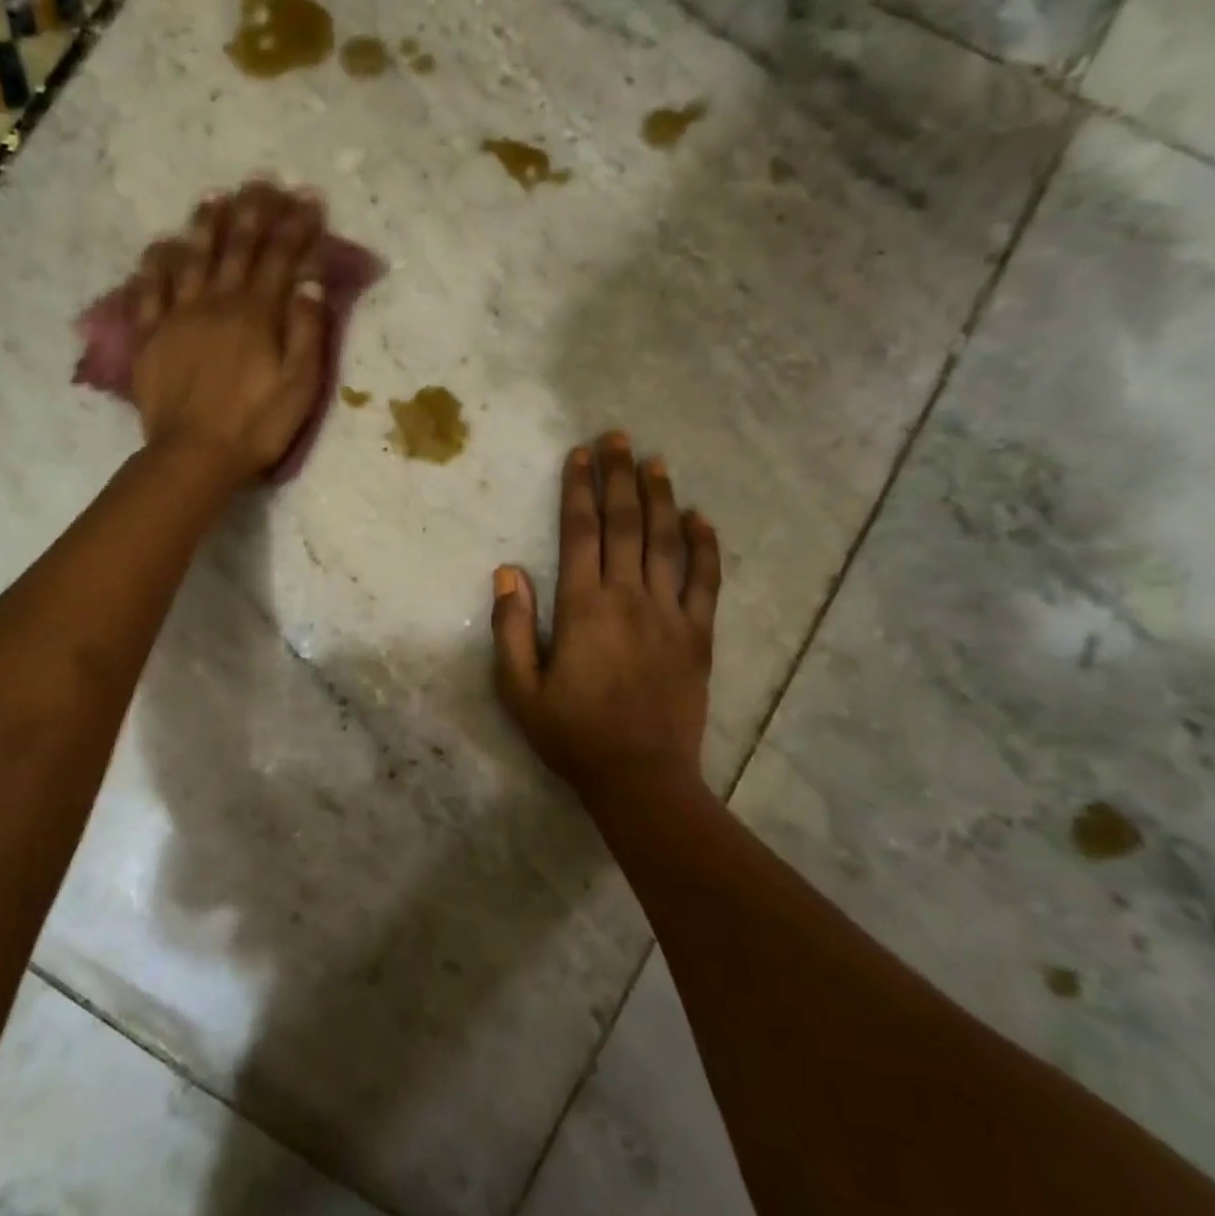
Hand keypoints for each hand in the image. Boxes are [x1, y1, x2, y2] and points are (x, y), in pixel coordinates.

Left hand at [129, 181, 327, 483]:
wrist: (194, 456)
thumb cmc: (256, 426)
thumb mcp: (300, 386)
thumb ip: (307, 330)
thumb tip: (310, 279)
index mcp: (257, 314)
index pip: (281, 258)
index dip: (296, 226)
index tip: (307, 198)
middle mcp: (217, 302)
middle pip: (237, 247)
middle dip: (252, 212)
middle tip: (260, 182)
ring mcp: (178, 316)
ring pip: (192, 258)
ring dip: (205, 225)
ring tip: (214, 197)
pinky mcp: (150, 336)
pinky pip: (149, 289)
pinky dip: (156, 264)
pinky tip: (161, 245)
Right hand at [492, 434, 722, 801]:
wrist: (641, 777)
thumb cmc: (573, 734)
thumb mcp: (520, 689)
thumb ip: (512, 628)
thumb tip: (508, 572)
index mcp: (584, 608)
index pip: (581, 534)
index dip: (579, 490)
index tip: (579, 455)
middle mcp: (629, 598)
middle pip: (625, 525)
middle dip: (619, 477)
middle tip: (618, 437)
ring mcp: (671, 614)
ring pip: (666, 542)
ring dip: (660, 497)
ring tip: (655, 461)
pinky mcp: (699, 635)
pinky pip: (706, 581)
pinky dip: (706, 546)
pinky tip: (701, 518)